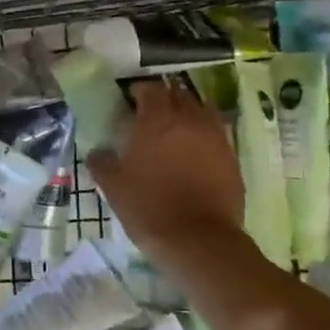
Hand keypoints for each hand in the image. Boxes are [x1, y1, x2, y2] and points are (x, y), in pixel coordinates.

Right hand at [87, 81, 243, 259]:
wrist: (198, 240)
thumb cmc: (149, 207)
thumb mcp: (114, 187)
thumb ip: (102, 163)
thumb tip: (98, 153)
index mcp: (156, 119)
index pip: (150, 89)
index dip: (139, 92)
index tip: (130, 102)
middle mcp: (189, 119)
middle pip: (178, 94)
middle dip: (165, 99)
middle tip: (152, 115)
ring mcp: (214, 137)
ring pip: (202, 110)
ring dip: (188, 113)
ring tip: (176, 130)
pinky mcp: (231, 157)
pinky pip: (216, 134)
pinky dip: (204, 136)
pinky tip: (195, 153)